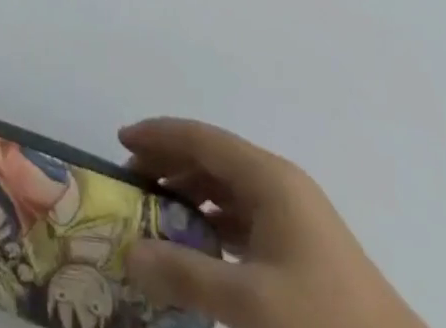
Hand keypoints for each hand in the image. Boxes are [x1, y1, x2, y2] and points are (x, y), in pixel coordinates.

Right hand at [120, 119, 424, 327]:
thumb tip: (129, 253)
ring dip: (189, 194)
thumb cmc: (325, 324)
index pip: (200, 138)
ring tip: (156, 215)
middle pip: (212, 157)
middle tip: (130, 184)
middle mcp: (280, 185)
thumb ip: (185, 274)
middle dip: (169, 164)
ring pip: (227, 188)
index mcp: (269, 178)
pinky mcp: (303, 250)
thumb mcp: (250, 305)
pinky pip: (243, 218)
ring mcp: (295, 217)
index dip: (158, 135)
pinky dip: (212, 222)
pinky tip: (197, 248)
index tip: (119, 142)